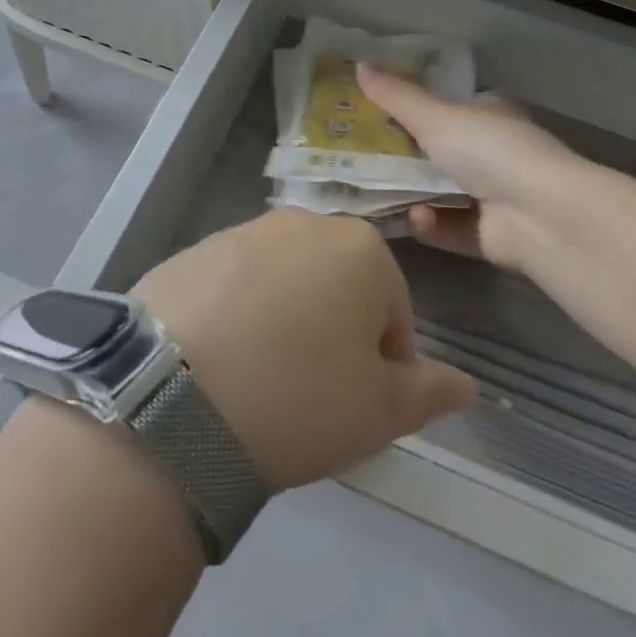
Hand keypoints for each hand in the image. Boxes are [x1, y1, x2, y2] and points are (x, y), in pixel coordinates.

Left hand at [132, 209, 475, 491]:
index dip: (384, 366)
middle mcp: (304, 223)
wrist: (168, 400)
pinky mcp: (192, 251)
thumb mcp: (378, 413)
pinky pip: (233, 285)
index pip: (394, 311)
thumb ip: (429, 393)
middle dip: (334, 335)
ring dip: (284, 321)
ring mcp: (242, 232)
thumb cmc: (297, 400)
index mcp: (360, 249)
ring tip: (258, 381)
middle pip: (338, 287)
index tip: (356, 405)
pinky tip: (216, 362)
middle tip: (309, 394)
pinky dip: (236, 315)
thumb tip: (467, 386)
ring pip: (284, 283)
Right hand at [357, 63, 585, 273]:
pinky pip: (449, 227)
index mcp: (487, 114)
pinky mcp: (489, 235)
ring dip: (412, 193)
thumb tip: (359, 64)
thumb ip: (396, 96)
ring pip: (440, 192)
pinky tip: (419, 219)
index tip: (372, 115)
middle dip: (402, 156)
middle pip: (438, 151)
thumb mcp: (435, 116)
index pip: (446, 107)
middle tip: (360, 157)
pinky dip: (432, 224)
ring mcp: (493, 195)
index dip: (411, 109)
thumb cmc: (488, 149)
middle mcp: (492, 152)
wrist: (539, 214)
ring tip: (376, 191)